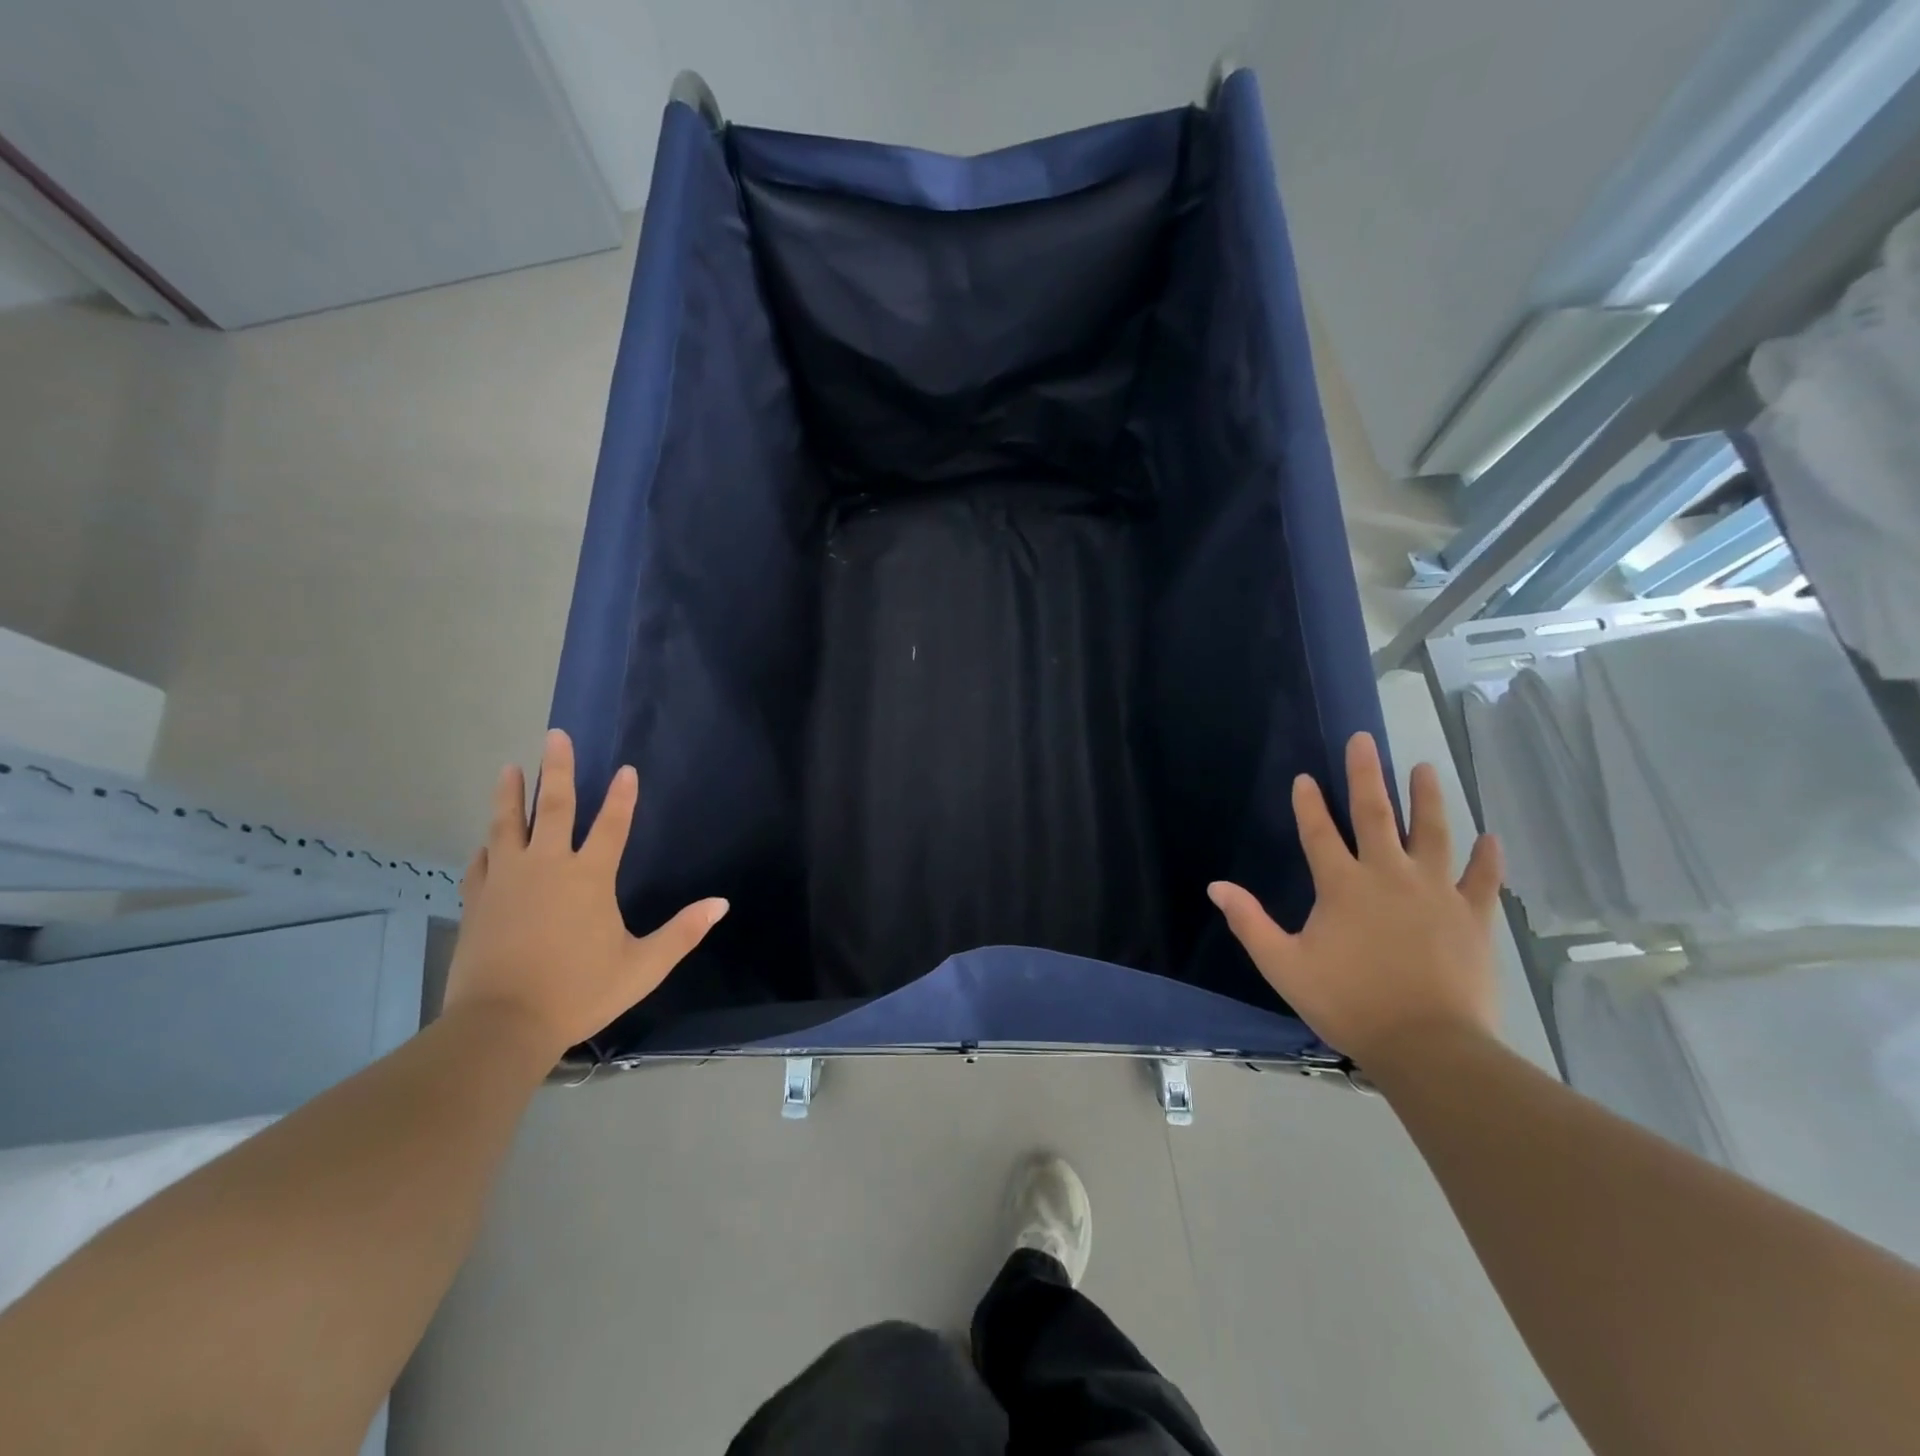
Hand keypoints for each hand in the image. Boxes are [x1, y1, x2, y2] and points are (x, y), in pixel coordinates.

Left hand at [443, 729, 726, 1061]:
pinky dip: (487, 845)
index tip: (626, 769)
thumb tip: (721, 904)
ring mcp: (507, 881)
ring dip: (510, 794)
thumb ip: (683, 932)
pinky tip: (486, 840)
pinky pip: (481, 862)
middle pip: (553, 807)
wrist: (501, 1025)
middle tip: (554, 735)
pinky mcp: (478, 901)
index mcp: (589, 878)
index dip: (622, 796)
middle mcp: (547, 867)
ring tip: (509, 768)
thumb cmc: (580, 992)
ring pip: (508, 825)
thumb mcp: (643, 966)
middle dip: (557, 769)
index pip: (611, 825)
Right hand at [1207, 732, 1502, 1068]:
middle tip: (1364, 740)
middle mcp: (1389, 875)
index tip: (1305, 777)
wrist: (1428, 1045)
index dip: (1309, 804)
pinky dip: (1487, 857)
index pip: (1319, 832)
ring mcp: (1436, 891)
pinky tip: (1491, 837)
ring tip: (1425, 768)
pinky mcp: (1472, 915)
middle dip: (1366, 775)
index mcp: (1342, 885)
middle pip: (1375, 814)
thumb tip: (1216, 886)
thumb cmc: (1349, 1003)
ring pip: (1433, 832)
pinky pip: (1482, 878)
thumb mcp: (1284, 965)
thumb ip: (1250, 922)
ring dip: (1427, 798)